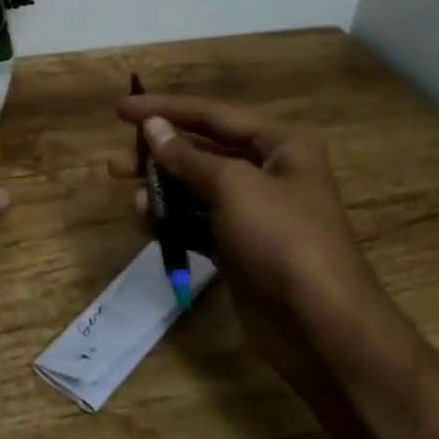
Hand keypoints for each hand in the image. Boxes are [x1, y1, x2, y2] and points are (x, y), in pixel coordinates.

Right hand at [110, 94, 398, 388]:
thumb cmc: (282, 239)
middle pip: (201, 151)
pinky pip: (200, 222)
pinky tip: (151, 225)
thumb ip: (188, 156)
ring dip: (164, 191)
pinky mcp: (242, 247)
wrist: (322, 328)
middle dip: (159, 156)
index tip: (120, 110)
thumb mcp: (232, 186)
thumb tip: (153, 127)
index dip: (163, 109)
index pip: (211, 114)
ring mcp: (255, 212)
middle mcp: (269, 170)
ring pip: (197, 188)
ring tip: (134, 200)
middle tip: (116, 165)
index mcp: (279, 144)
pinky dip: (176, 221)